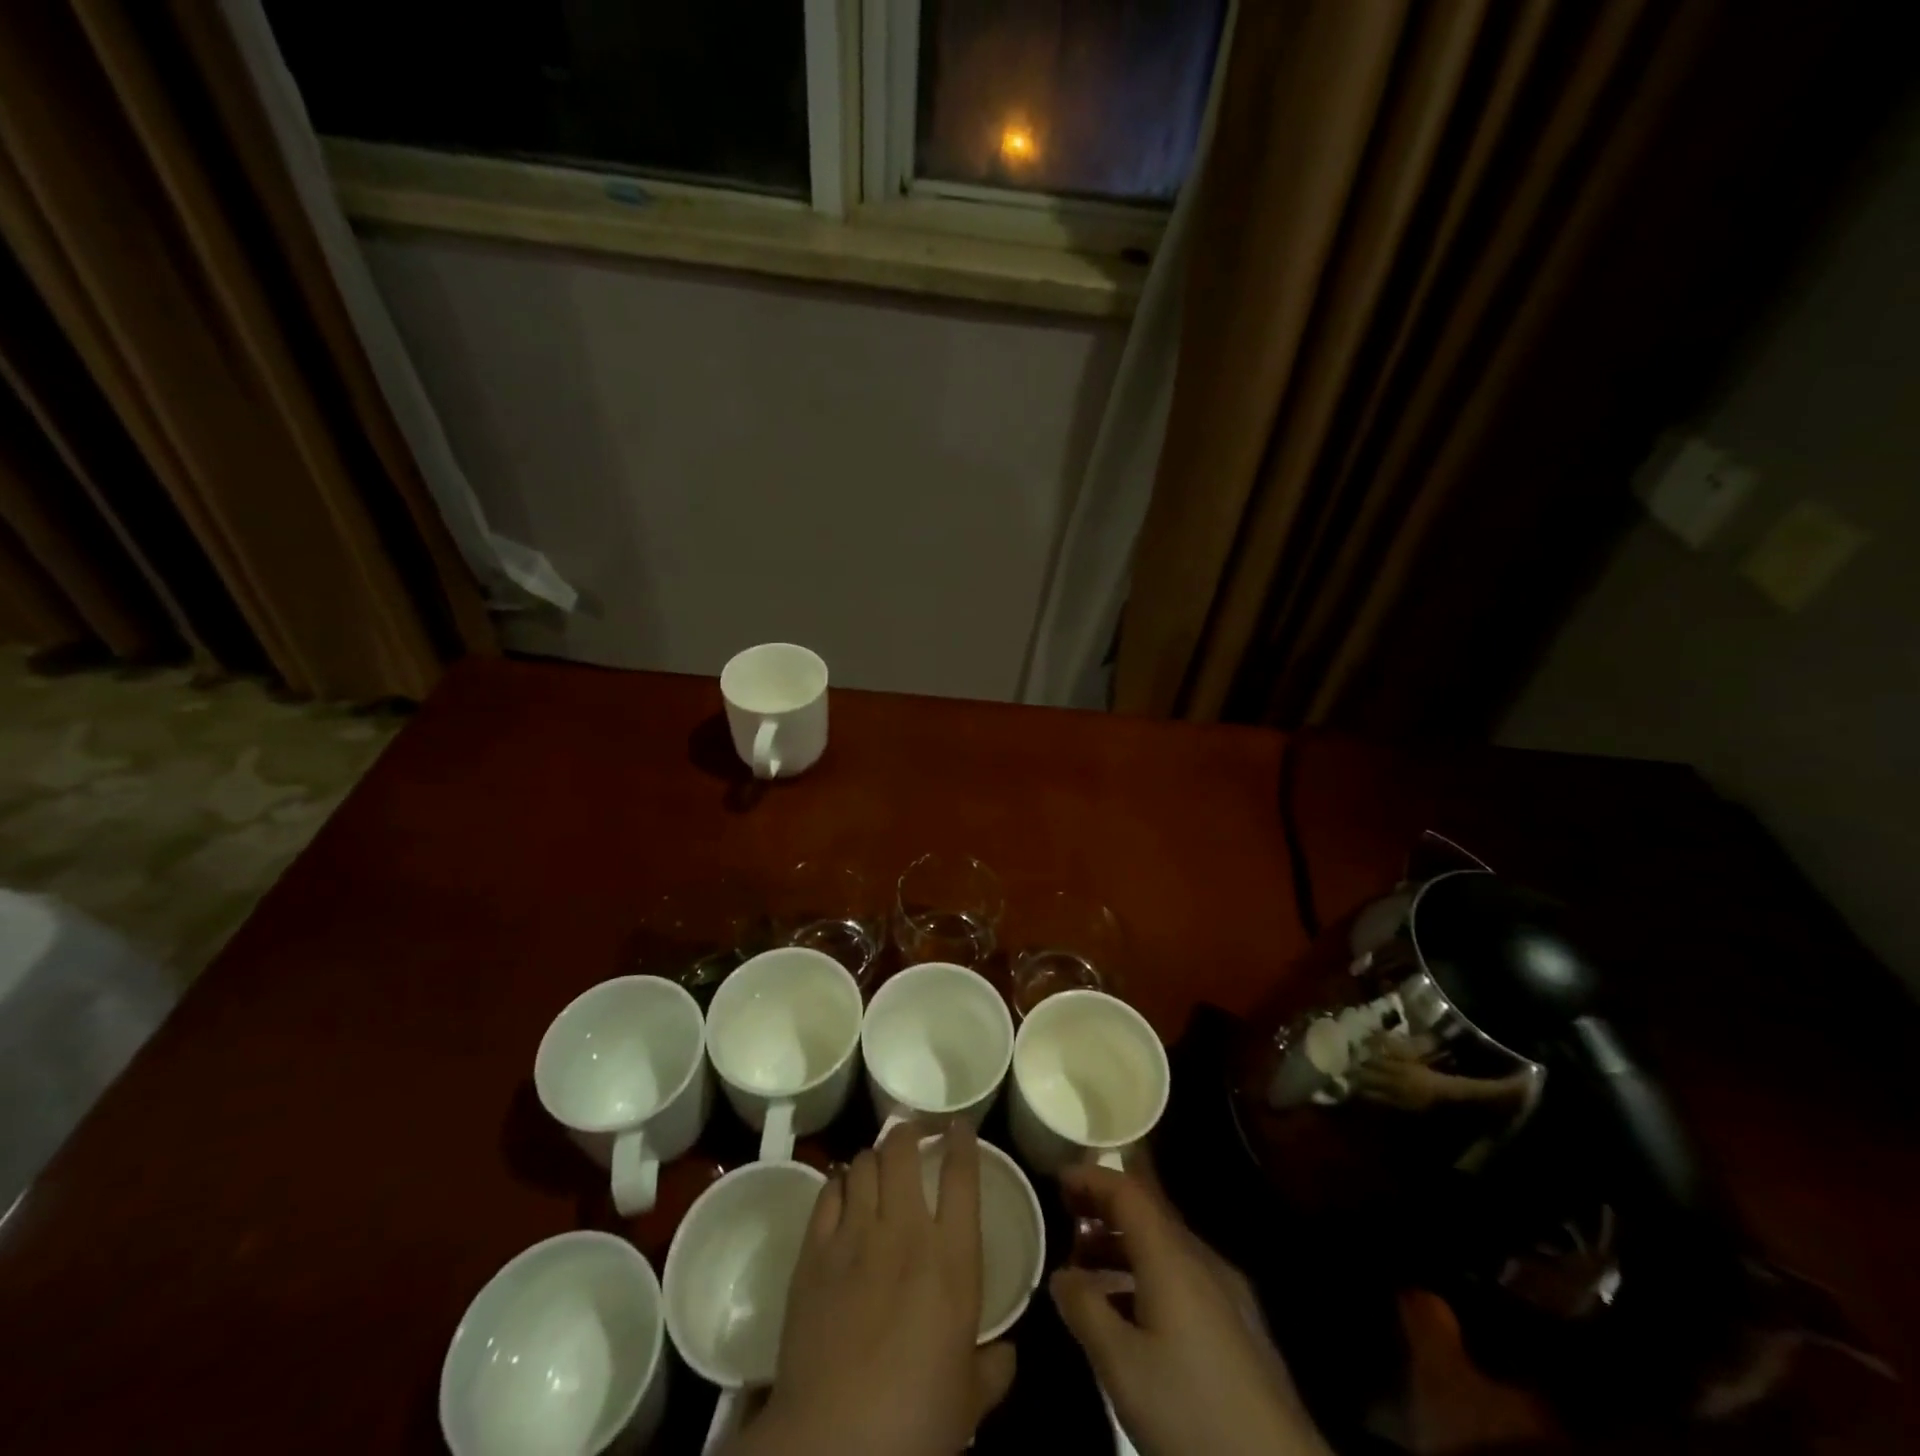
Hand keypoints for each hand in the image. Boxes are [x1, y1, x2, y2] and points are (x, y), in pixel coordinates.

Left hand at [729, 1120, 1015, 1455]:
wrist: (832, 1442)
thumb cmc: (914, 1422)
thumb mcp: (967, 1402)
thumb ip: (993, 1369)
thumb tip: (1009, 1353)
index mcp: (952, 1258)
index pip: (961, 1175)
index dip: (962, 1141)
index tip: (960, 1126)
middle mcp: (905, 1230)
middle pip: (904, 1150)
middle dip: (911, 1131)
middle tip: (916, 1135)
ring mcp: (856, 1235)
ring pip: (866, 1163)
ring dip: (876, 1155)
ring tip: (881, 1162)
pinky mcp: (815, 1251)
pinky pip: (829, 1192)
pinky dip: (841, 1182)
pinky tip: (845, 1189)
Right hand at [1050, 1166, 1329, 1455]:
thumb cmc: (1192, 1412)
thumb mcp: (1122, 1365)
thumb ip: (1084, 1310)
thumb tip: (1060, 1275)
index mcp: (1172, 1256)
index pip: (1127, 1192)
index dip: (1091, 1179)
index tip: (1056, 1180)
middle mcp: (1202, 1260)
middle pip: (1148, 1215)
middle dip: (1103, 1212)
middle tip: (1064, 1222)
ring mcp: (1227, 1293)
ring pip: (1165, 1249)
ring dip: (1123, 1249)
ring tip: (1086, 1272)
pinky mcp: (1239, 1327)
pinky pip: (1182, 1279)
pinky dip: (1146, 1277)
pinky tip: (1130, 1316)